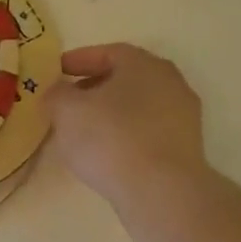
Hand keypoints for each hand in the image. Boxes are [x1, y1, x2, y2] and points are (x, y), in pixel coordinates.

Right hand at [49, 44, 209, 208]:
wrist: (160, 189)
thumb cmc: (109, 137)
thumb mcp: (66, 110)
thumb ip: (57, 94)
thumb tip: (58, 92)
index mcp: (143, 64)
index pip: (108, 52)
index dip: (78, 60)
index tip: (56, 72)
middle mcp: (169, 82)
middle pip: (125, 78)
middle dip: (94, 86)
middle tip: (67, 101)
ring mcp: (182, 115)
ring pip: (137, 105)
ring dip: (109, 112)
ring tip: (82, 130)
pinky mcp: (184, 146)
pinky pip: (146, 130)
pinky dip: (124, 134)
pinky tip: (105, 151)